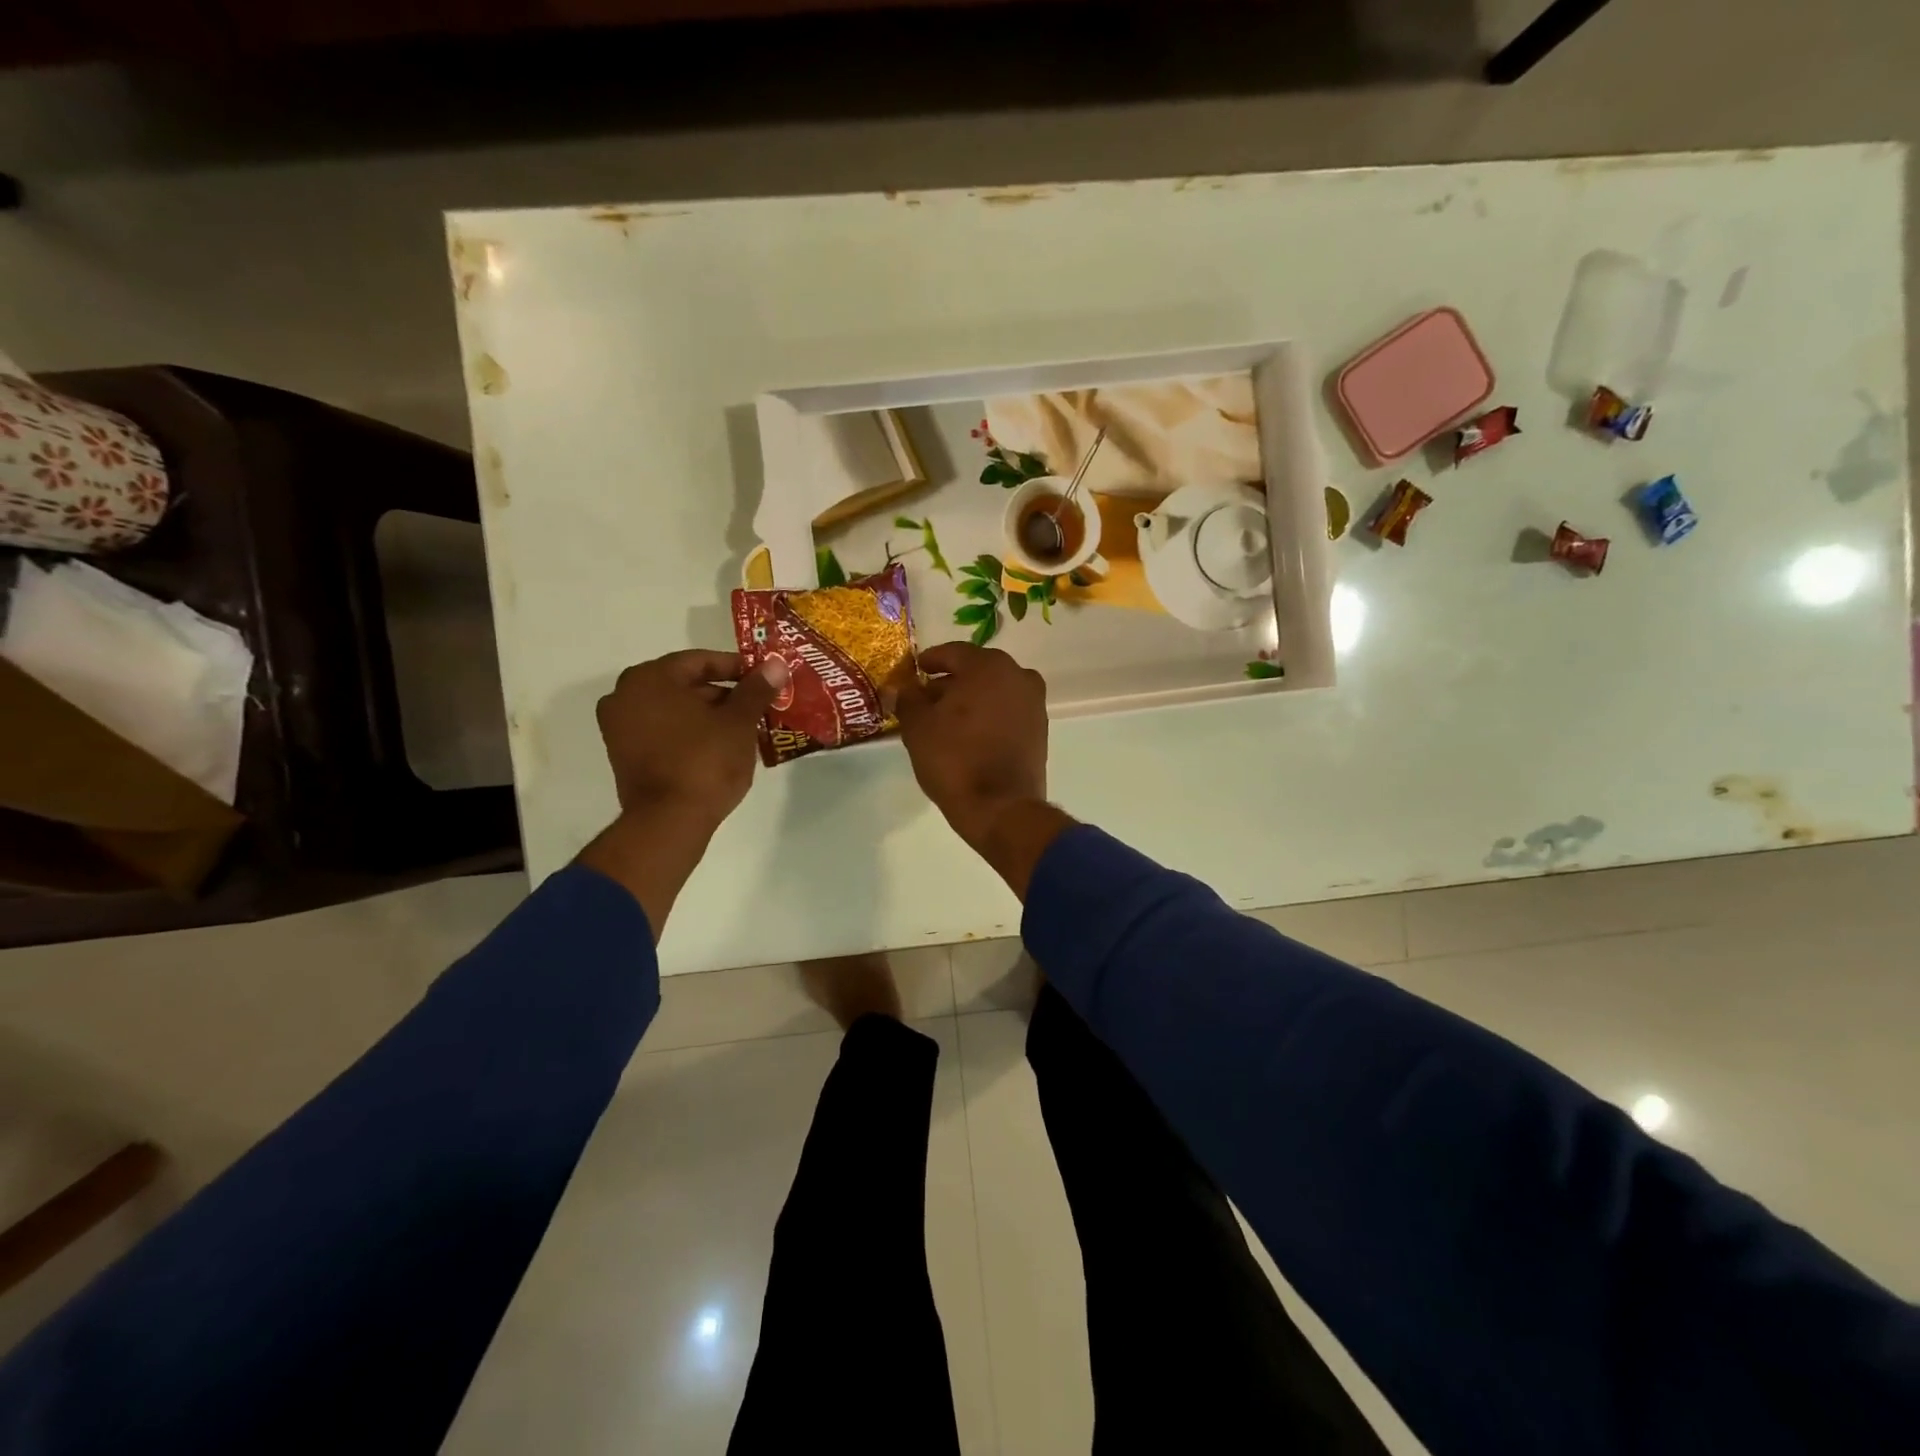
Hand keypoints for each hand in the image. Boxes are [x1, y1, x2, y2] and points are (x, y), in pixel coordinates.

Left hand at [597, 649, 785, 827]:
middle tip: (757, 706)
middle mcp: (625, 695)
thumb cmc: (705, 761)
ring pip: (674, 710)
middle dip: (723, 694)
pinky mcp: (624, 755)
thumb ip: (756, 689)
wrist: (669, 821)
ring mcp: (619, 727)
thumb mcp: (739, 722)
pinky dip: (689, 732)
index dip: (737, 668)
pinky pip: (663, 731)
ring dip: (707, 715)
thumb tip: (775, 664)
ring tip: (744, 728)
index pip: (700, 661)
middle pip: (685, 684)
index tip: (763, 680)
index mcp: (649, 678)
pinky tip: (719, 746)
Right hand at [895, 643, 1070, 895]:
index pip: (953, 653)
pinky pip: (1007, 711)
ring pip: (994, 691)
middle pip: (976, 670)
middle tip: (927, 698)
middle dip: (951, 681)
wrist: (1000, 807)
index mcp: (988, 666)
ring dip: (971, 699)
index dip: (930, 661)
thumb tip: (901, 687)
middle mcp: (1018, 676)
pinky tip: (969, 734)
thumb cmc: (955, 759)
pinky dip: (989, 715)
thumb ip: (908, 699)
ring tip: (946, 719)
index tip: (915, 671)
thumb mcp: (918, 726)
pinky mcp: (1040, 730)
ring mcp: (1034, 703)